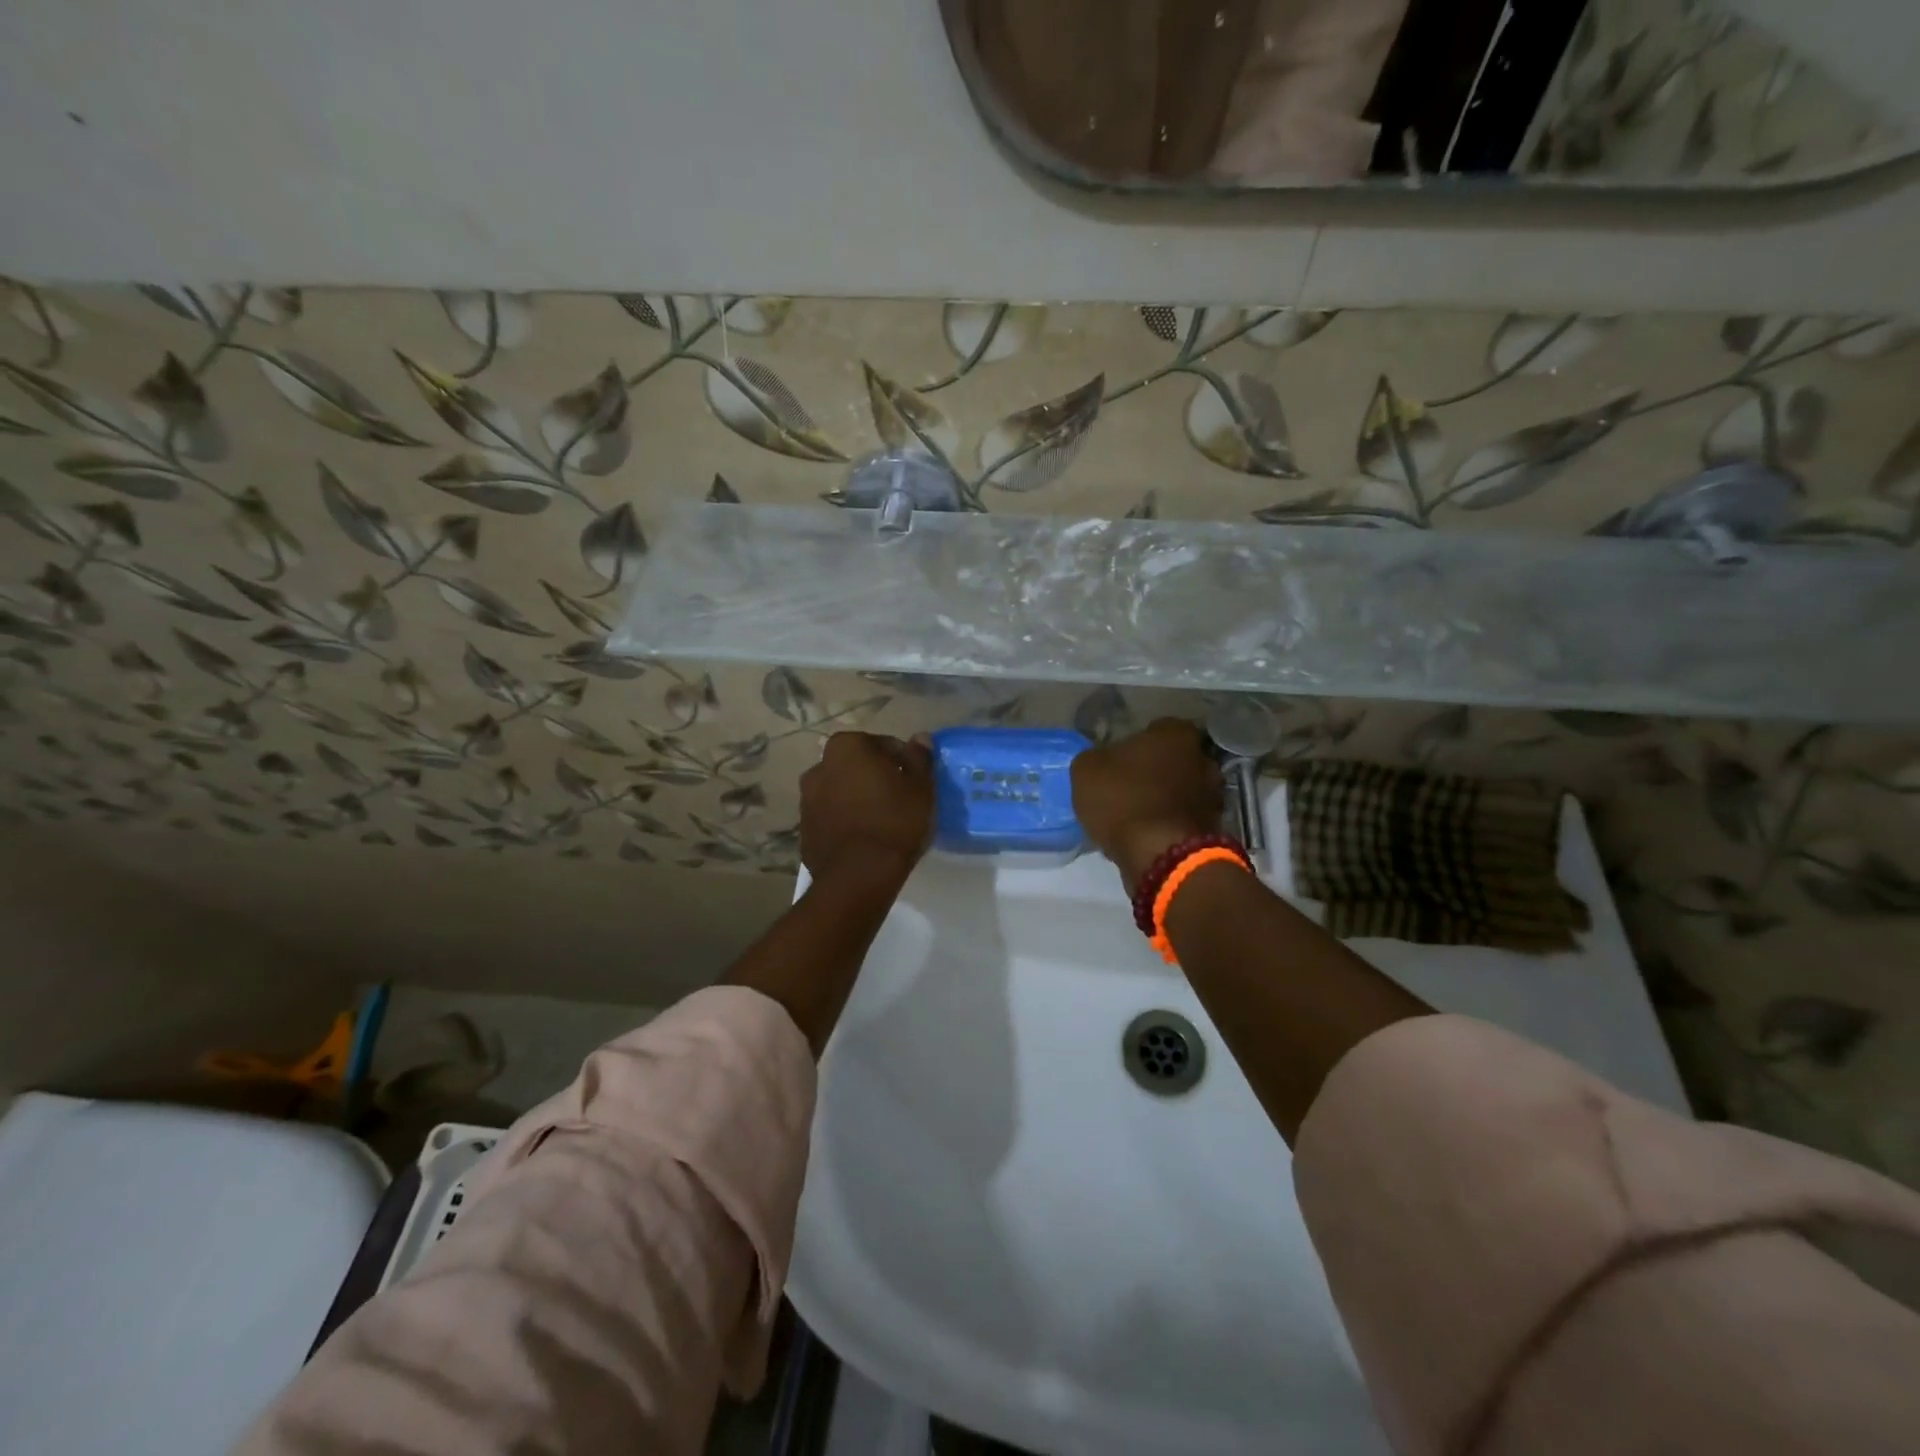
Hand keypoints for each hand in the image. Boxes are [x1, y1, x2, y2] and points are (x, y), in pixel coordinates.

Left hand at [800, 732, 935, 888]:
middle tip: (899, 797)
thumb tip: (920, 738)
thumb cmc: (894, 821)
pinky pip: (831, 817)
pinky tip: (864, 838)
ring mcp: (806, 800)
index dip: (901, 761)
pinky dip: (845, 820)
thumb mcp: (920, 787)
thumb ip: (919, 758)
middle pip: (856, 766)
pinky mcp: (804, 830)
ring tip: (881, 820)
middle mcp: (819, 767)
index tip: (914, 780)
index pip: (881, 745)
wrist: (858, 876)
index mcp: (846, 747)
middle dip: (874, 777)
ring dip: (857, 798)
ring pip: (841, 791)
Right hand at [1071, 717, 1223, 891]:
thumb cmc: (1123, 800)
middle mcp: (1203, 759)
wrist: (1160, 855)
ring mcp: (1213, 796)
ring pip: (1184, 790)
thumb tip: (1103, 760)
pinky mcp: (1213, 829)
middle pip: (1177, 759)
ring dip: (1166, 799)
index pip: (1160, 727)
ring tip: (1138, 815)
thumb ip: (1097, 757)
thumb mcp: (1086, 770)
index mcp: (1176, 735)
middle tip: (1131, 784)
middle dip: (1159, 769)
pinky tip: (1148, 835)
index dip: (1140, 741)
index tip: (1122, 757)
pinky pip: (1185, 819)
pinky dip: (1171, 824)